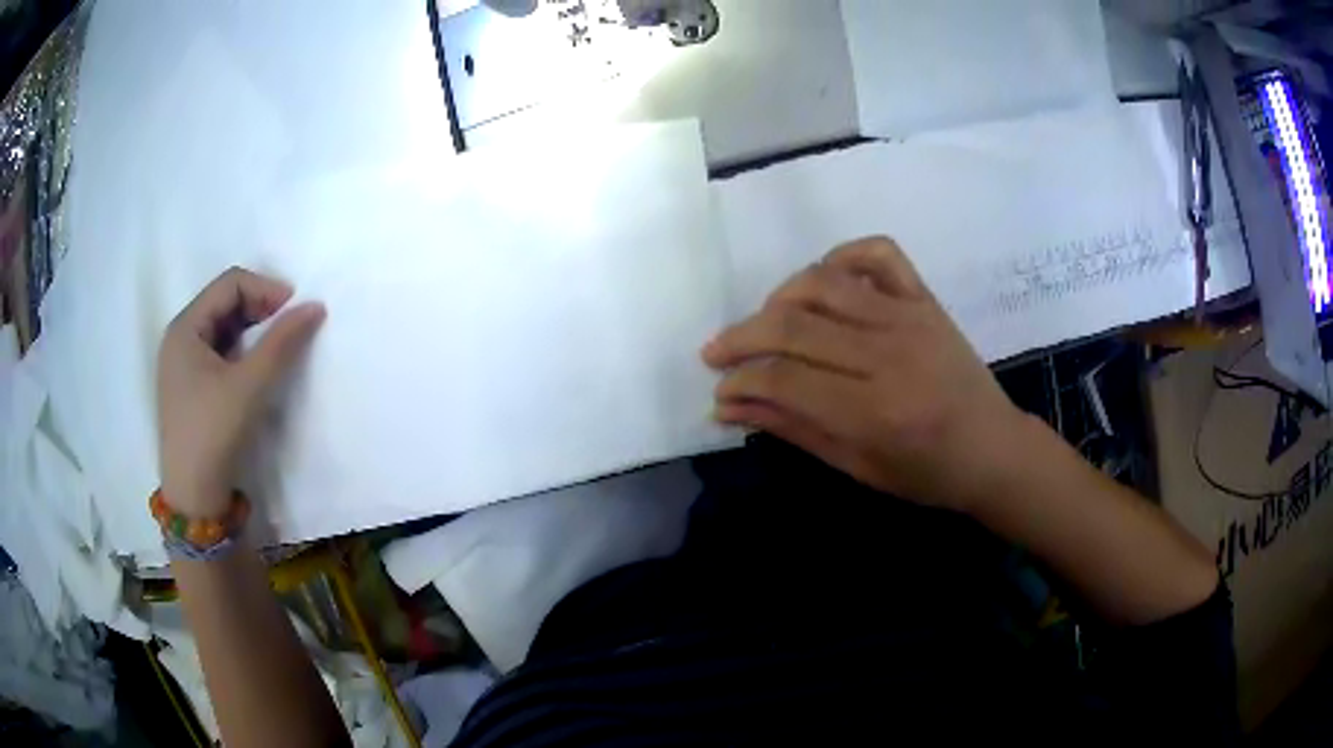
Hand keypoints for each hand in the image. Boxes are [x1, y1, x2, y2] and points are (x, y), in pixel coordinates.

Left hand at [157, 268, 325, 518]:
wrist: (194, 496)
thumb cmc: (213, 432)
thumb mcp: (250, 385)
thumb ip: (282, 342)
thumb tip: (315, 306)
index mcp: (185, 327)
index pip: (229, 284)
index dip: (264, 288)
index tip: (295, 308)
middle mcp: (179, 338)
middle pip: (224, 302)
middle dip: (259, 307)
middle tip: (289, 326)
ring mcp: (182, 364)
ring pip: (222, 328)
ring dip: (252, 330)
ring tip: (276, 347)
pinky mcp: (190, 386)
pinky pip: (218, 352)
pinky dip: (241, 351)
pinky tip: (255, 368)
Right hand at [703, 237, 1028, 512]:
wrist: (993, 449)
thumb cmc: (927, 473)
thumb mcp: (857, 466)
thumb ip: (794, 429)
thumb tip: (731, 405)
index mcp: (874, 411)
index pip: (785, 379)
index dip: (741, 382)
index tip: (719, 391)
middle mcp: (888, 354)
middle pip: (795, 326)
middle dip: (742, 338)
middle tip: (717, 353)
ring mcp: (909, 317)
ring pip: (824, 283)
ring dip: (779, 297)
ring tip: (764, 321)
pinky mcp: (924, 299)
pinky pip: (879, 254)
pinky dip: (843, 255)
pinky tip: (823, 280)